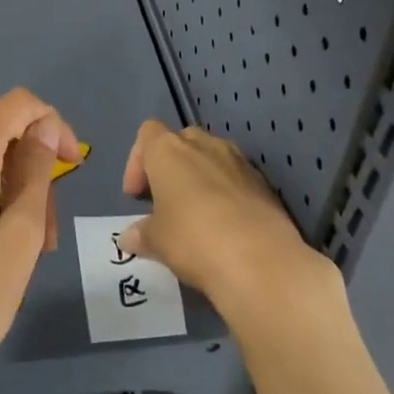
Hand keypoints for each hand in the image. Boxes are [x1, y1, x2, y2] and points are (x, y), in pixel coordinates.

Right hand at [120, 122, 341, 333]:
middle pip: (181, 140)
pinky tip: (225, 225)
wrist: (260, 259)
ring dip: (199, 177)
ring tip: (195, 214)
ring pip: (212, 157)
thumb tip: (130, 236)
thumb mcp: (157, 241)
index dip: (137, 162)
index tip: (137, 196)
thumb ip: (141, 233)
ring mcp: (239, 161)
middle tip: (164, 202)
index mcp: (169, 150)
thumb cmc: (193, 239)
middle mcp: (205, 145)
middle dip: (170, 167)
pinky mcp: (264, 182)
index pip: (148, 133)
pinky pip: (236, 177)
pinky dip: (225, 192)